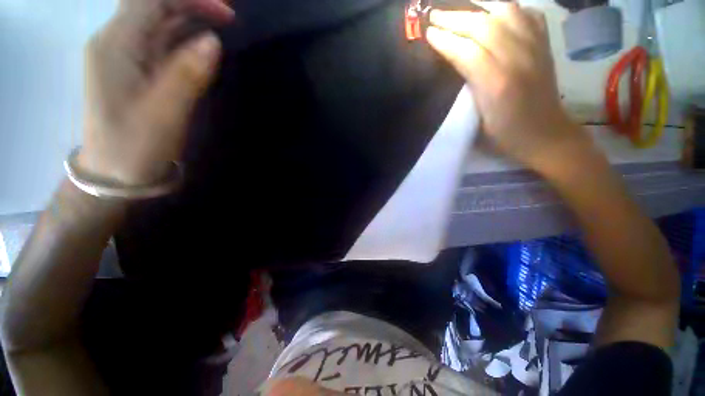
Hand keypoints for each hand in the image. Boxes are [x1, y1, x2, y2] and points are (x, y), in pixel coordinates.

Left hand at [79, 0, 233, 184]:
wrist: (115, 171)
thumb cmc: (136, 145)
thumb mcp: (165, 112)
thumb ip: (187, 74)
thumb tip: (213, 41)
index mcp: (115, 45)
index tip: (226, 12)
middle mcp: (115, 41)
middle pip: (153, 5)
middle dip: (191, 3)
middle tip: (228, 15)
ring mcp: (123, 55)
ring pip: (157, 22)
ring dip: (189, 17)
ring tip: (222, 23)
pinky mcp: (134, 69)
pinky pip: (159, 42)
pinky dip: (183, 37)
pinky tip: (202, 43)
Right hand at [427, 4, 590, 171]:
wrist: (545, 135)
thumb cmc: (505, 135)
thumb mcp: (479, 119)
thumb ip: (467, 88)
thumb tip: (453, 62)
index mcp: (498, 84)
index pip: (467, 52)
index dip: (446, 40)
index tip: (428, 33)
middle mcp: (519, 58)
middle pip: (485, 26)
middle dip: (456, 18)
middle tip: (435, 15)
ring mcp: (536, 47)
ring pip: (507, 12)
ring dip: (480, 7)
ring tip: (462, 11)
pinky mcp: (545, 45)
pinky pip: (527, 14)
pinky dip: (508, 9)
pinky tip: (496, 13)